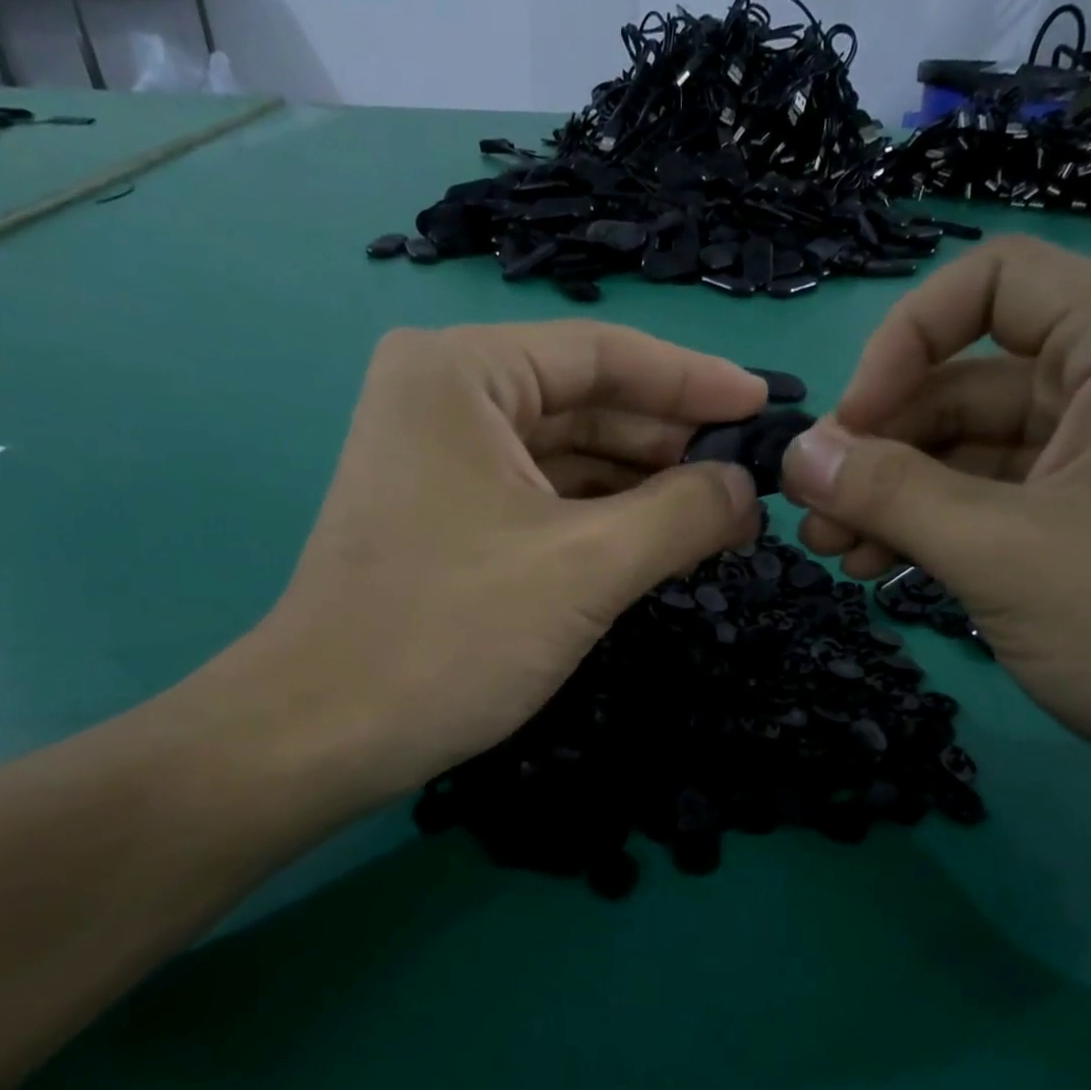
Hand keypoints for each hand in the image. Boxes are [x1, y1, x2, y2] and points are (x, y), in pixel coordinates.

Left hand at [210, 322, 765, 801]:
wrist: (324, 734)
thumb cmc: (451, 634)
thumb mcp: (587, 566)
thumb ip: (684, 513)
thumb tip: (749, 490)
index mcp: (462, 372)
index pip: (604, 355)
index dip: (695, 381)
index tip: (766, 407)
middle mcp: (443, 396)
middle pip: (586, 402)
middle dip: (670, 443)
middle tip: (749, 482)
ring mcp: (438, 458)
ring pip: (566, 455)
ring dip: (641, 486)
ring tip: (719, 517)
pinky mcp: (442, 514)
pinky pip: (541, 497)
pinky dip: (600, 518)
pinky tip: (655, 541)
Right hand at [779, 235, 1090, 795]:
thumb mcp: (999, 551)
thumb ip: (888, 493)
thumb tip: (793, 455)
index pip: (988, 284)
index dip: (901, 344)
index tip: (849, 428)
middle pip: (961, 380)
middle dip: (878, 447)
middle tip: (813, 513)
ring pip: (966, 448)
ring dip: (892, 494)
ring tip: (831, 550)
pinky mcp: (1090, 515)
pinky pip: (989, 498)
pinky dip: (931, 526)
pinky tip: (878, 568)